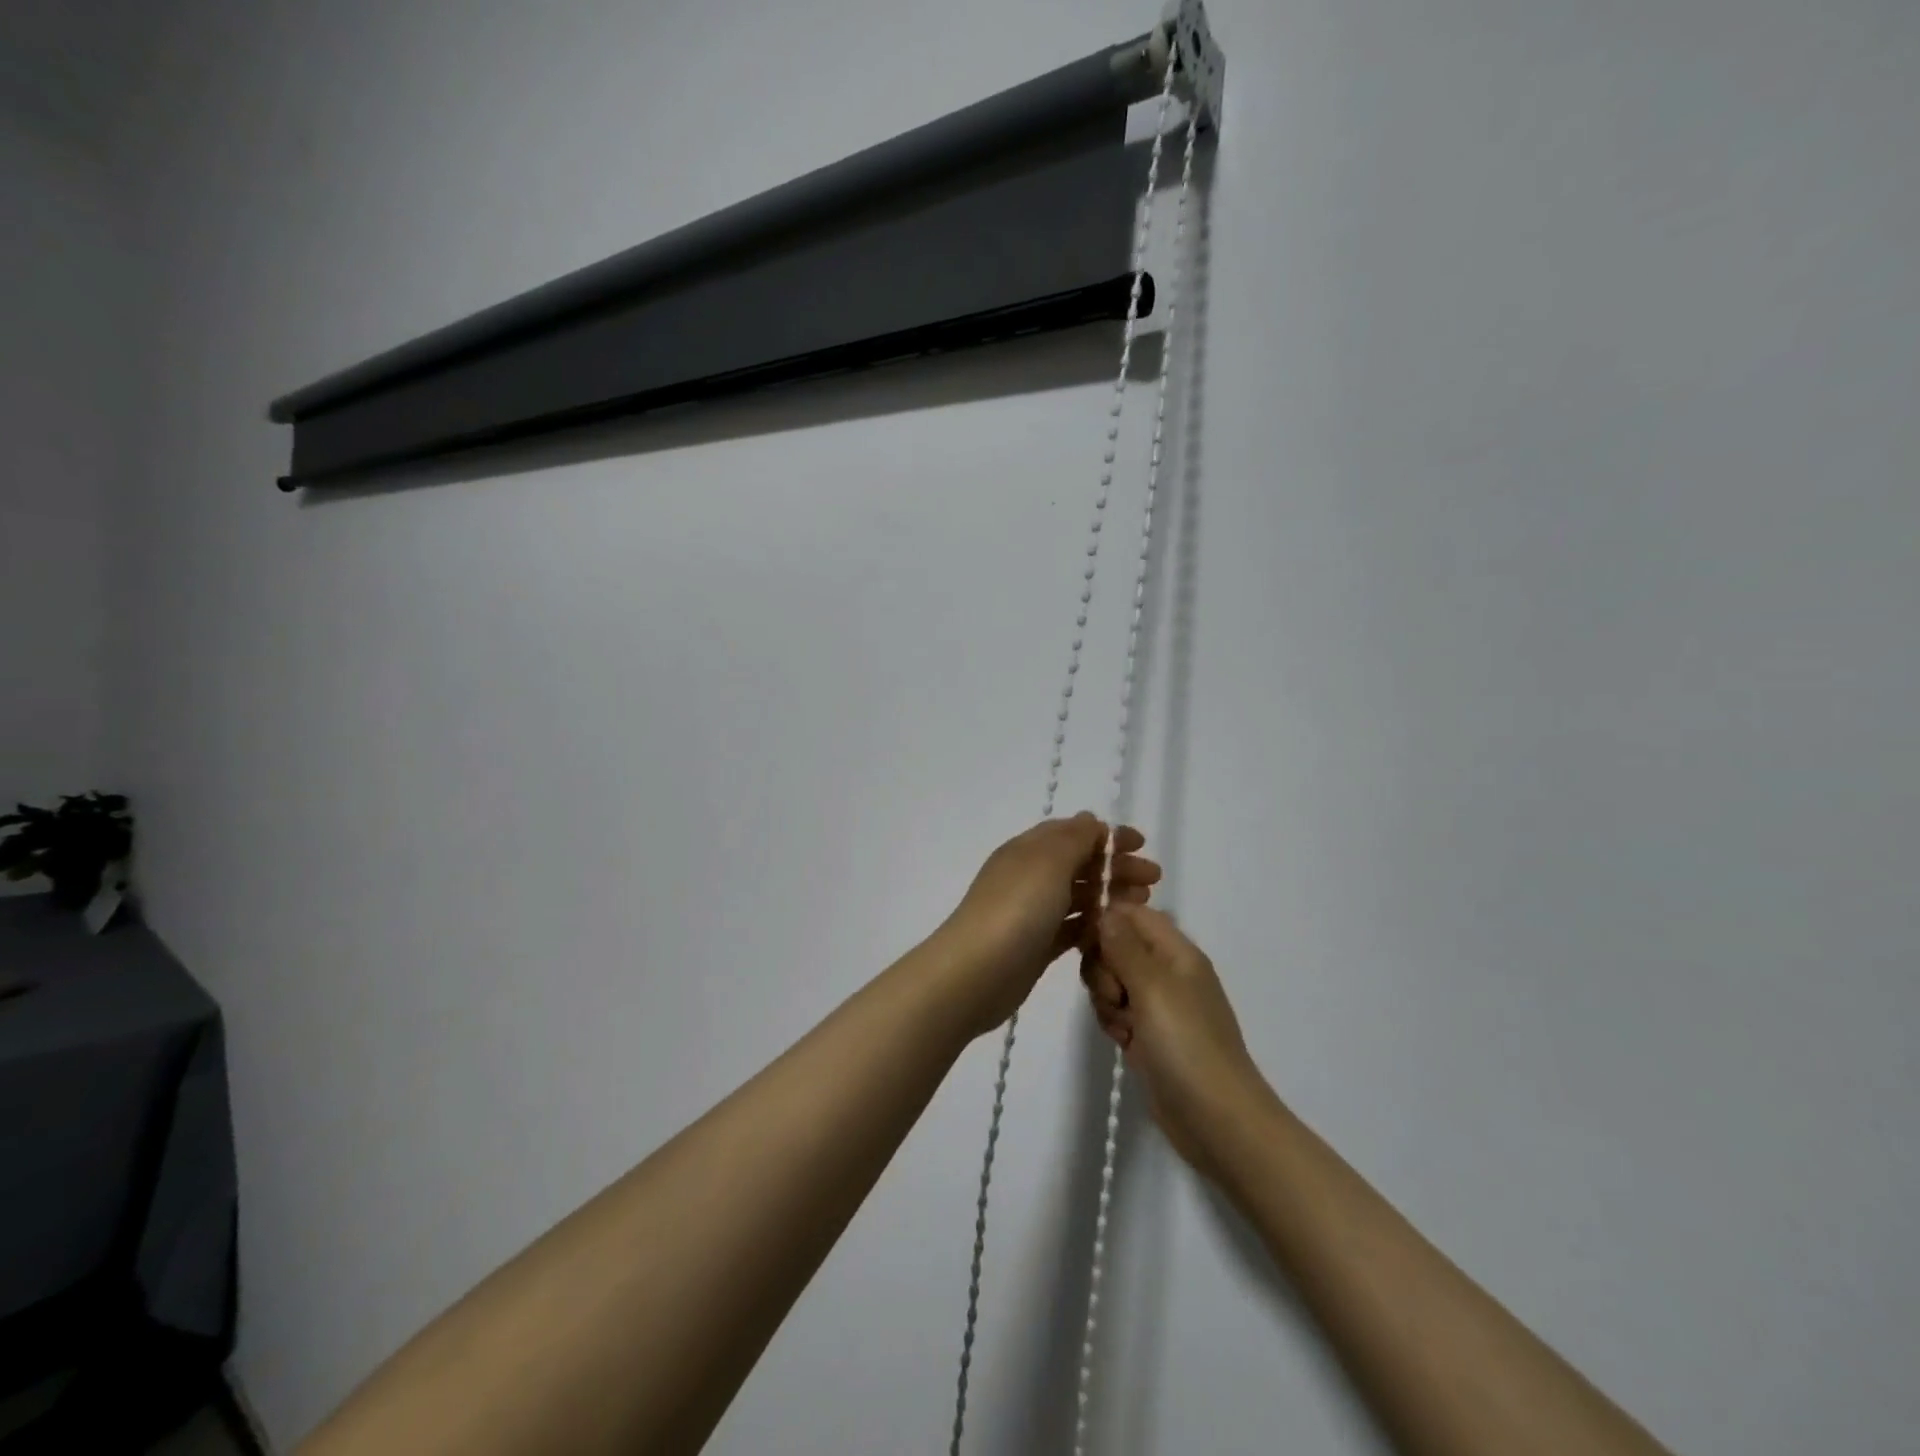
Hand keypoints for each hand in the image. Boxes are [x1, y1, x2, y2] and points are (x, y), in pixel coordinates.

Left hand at [934, 814, 1161, 1039]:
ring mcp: (1032, 912)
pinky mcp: (1037, 945)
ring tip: (1143, 905)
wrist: (976, 972)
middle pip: (1079, 864)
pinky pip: (1072, 928)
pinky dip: (1094, 925)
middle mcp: (1030, 876)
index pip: (1072, 833)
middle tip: (1153, 880)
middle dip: (1115, 867)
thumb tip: (1090, 820)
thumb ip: (1074, 838)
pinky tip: (1117, 932)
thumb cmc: (1017, 908)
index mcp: (1029, 850)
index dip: (1107, 836)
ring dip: (1109, 895)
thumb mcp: (1048, 861)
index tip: (1142, 845)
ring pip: (1078, 896)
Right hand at [1083, 903, 1267, 1175]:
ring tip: (1123, 1027)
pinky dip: (1113, 1024)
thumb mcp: (1153, 987)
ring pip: (1112, 981)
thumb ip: (1124, 946)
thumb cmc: (1187, 1044)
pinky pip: (1117, 1012)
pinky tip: (1123, 1043)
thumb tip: (1105, 910)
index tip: (1089, 946)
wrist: (1217, 1120)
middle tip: (1116, 996)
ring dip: (1106, 1000)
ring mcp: (1159, 1006)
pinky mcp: (1149, 1035)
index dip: (1107, 923)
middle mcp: (1168, 972)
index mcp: (1177, 952)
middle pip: (1116, 947)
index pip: (1133, 914)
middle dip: (1104, 969)